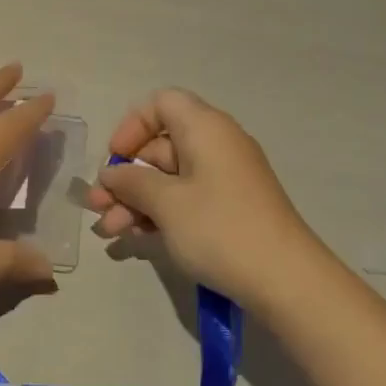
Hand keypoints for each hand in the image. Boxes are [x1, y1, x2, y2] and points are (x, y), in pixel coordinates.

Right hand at [88, 88, 323, 312]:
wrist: (287, 281)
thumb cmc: (220, 229)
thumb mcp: (166, 204)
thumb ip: (131, 183)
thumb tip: (112, 174)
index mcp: (205, 128)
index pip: (161, 104)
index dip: (132, 126)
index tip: (116, 160)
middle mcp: (216, 144)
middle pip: (160, 146)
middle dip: (126, 176)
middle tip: (98, 207)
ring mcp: (225, 178)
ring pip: (169, 178)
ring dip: (136, 200)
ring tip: (109, 232)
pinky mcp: (230, 208)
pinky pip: (186, 198)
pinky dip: (160, 213)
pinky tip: (136, 238)